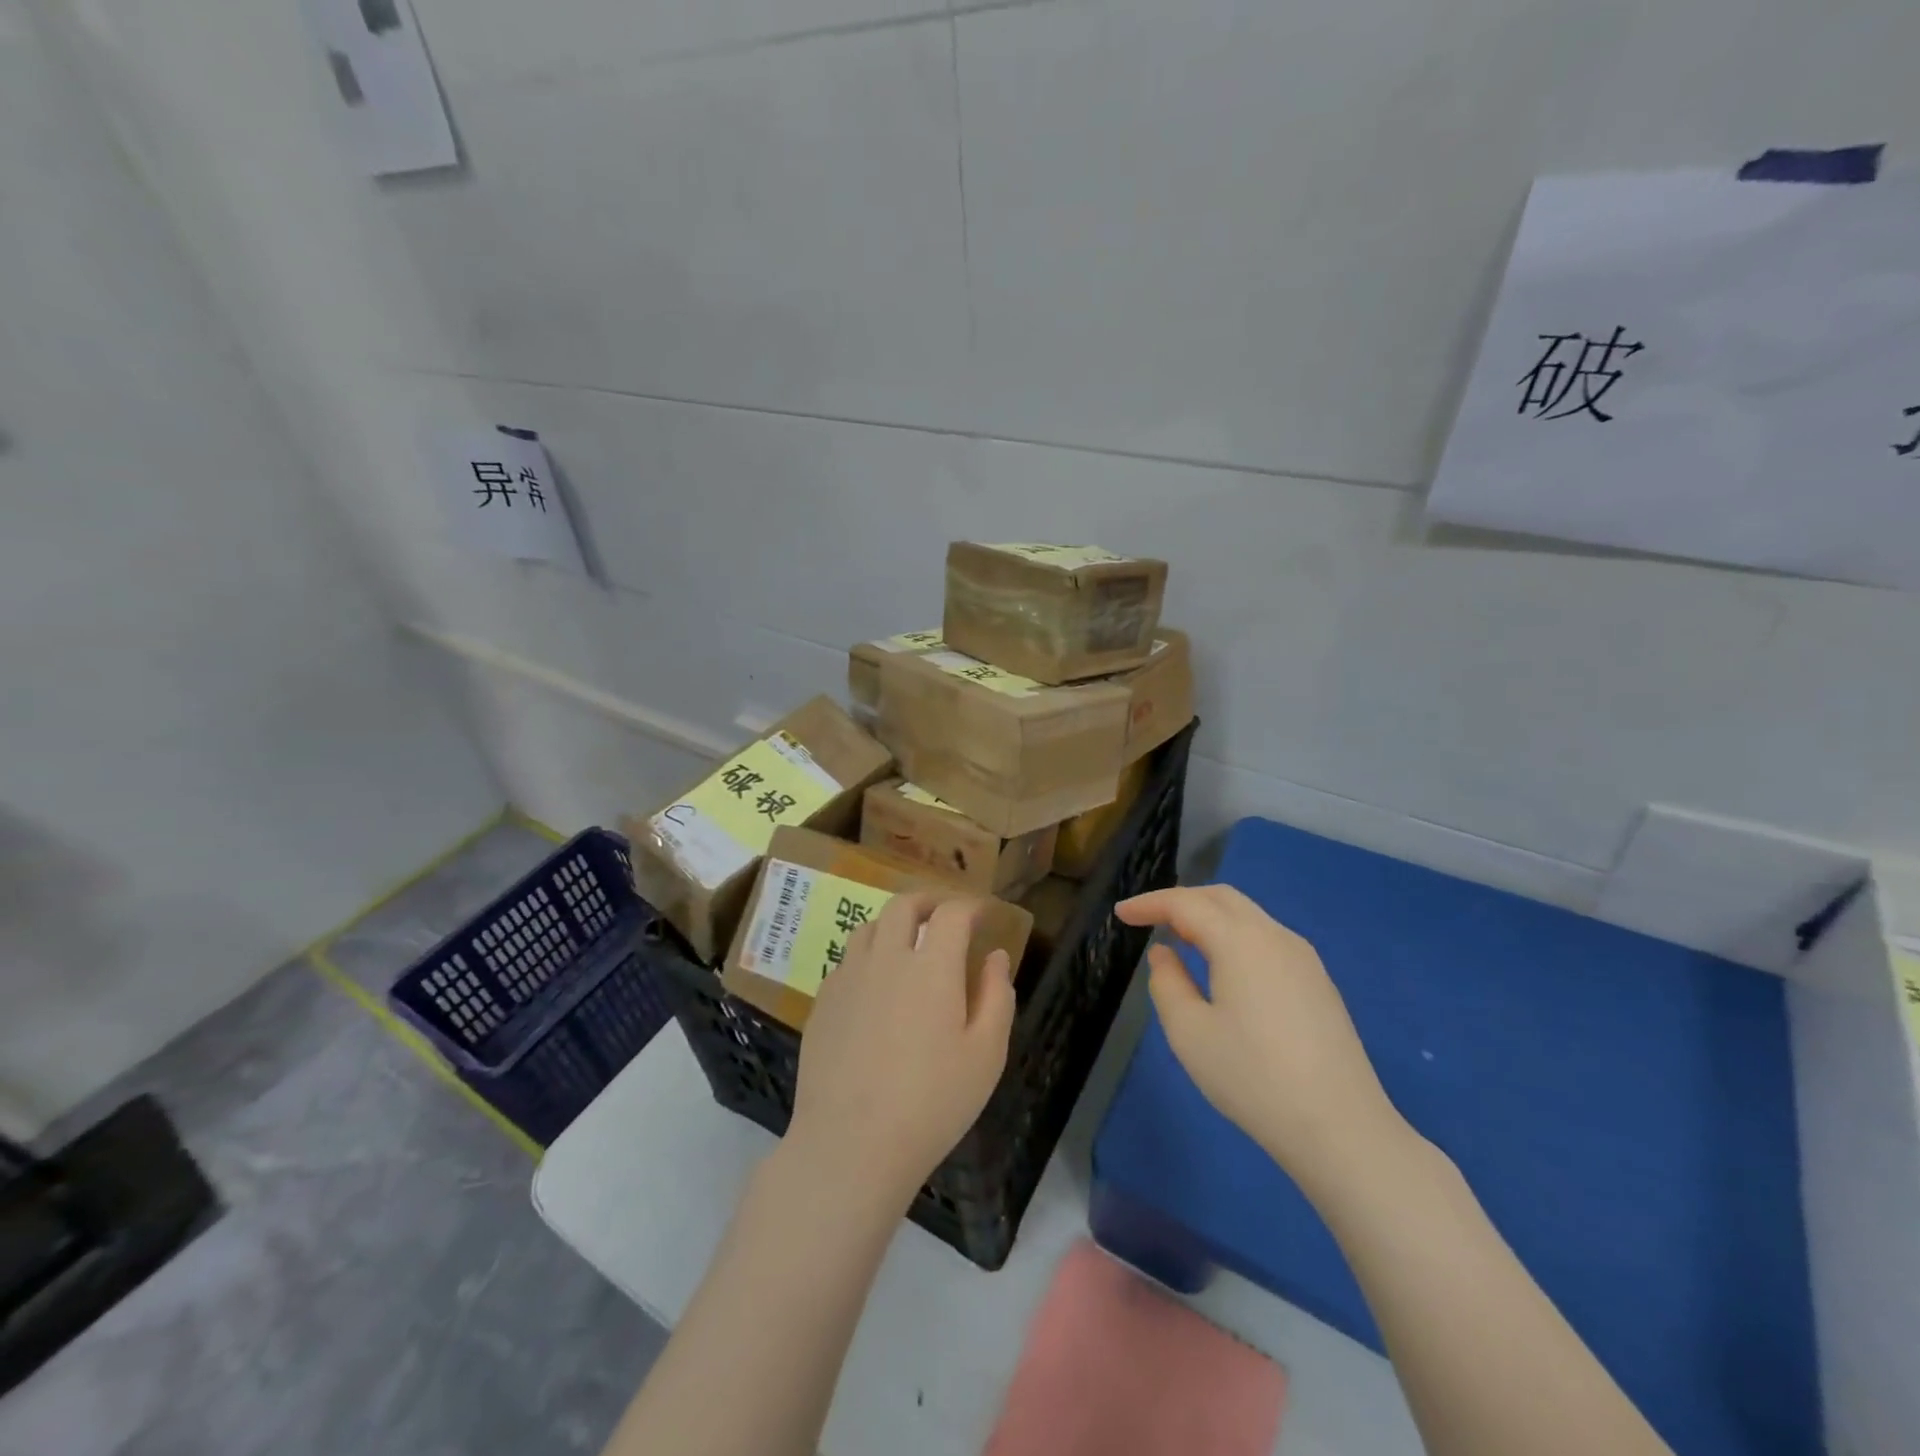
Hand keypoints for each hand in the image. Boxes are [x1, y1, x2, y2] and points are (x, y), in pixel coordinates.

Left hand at [786, 892, 1015, 1210]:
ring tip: (908, 943)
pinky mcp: (823, 1001)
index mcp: (931, 966)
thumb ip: (997, 996)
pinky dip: (868, 955)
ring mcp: (848, 977)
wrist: (850, 1144)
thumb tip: (996, 956)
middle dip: (929, 900)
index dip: (971, 905)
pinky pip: (847, 959)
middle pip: (903, 905)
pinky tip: (876, 984)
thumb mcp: (986, 1055)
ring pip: (869, 926)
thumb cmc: (931, 1102)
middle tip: (945, 914)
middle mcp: (886, 957)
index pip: (952, 913)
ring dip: (894, 923)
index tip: (984, 913)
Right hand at [1115, 885, 1409, 1194]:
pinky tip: (1223, 965)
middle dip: (1181, 900)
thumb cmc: (1253, 1078)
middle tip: (1149, 919)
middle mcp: (1275, 936)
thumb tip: (1165, 954)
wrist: (1342, 1128)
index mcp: (1241, 941)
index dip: (1149, 903)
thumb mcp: (1189, 1033)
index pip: (1186, 903)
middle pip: (1221, 897)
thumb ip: (1167, 983)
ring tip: (1180, 939)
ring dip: (1209, 916)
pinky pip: (1266, 938)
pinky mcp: (1318, 982)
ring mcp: (1303, 958)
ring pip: (1248, 915)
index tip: (1121, 913)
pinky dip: (1234, 935)